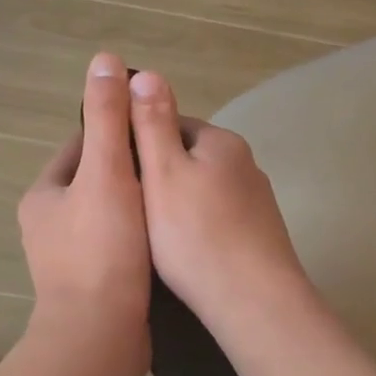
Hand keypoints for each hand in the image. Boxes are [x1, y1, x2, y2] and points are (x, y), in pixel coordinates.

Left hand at [18, 53, 153, 373]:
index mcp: (44, 195)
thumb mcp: (107, 173)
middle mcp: (48, 225)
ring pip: (108, 216)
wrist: (100, 336)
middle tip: (174, 166)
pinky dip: (139, 238)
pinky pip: (117, 247)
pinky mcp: (90, 287)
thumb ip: (108, 119)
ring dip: (138, 207)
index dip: (117, 133)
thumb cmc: (102, 249)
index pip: (81, 146)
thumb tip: (104, 60)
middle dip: (131, 172)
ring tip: (177, 199)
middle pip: (96, 181)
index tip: (153, 131)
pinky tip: (169, 237)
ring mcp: (67, 260)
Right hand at [127, 70, 311, 334]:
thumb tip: (146, 72)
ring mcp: (257, 202)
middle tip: (126, 206)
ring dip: (176, 203)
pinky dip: (197, 228)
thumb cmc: (196, 235)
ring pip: (202, 190)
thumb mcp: (163, 173)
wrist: (254, 303)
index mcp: (221, 142)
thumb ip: (152, 124)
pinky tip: (183, 253)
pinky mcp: (260, 236)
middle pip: (188, 157)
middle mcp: (245, 164)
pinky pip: (218, 219)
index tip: (114, 170)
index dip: (137, 141)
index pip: (170, 122)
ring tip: (148, 234)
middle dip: (157, 175)